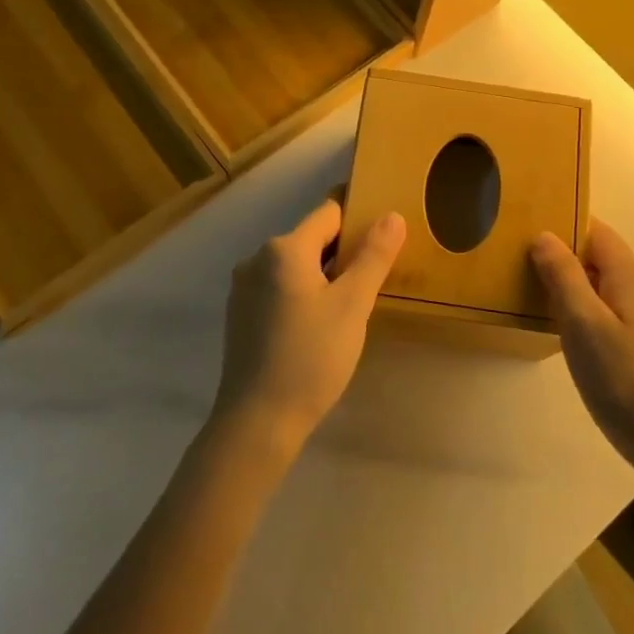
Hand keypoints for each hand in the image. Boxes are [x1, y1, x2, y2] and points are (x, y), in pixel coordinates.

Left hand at [216, 198, 406, 451]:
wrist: (258, 421)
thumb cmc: (311, 358)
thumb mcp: (353, 306)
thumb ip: (373, 256)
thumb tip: (392, 215)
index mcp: (284, 249)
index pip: (329, 211)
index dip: (358, 215)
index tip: (383, 229)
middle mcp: (257, 259)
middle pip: (311, 238)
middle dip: (344, 250)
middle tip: (377, 274)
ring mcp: (244, 288)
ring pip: (296, 265)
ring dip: (324, 274)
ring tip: (353, 302)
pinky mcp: (241, 314)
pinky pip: (280, 287)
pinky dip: (303, 293)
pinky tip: (321, 323)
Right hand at [531, 221, 633, 480]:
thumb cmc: (625, 382)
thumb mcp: (582, 325)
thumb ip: (563, 276)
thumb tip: (546, 235)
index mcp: (633, 275)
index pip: (597, 232)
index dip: (564, 229)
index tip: (528, 238)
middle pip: (605, 260)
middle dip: (569, 264)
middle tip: (527, 279)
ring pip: (614, 290)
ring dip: (583, 293)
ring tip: (547, 312)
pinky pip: (624, 315)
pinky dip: (599, 318)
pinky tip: (583, 346)